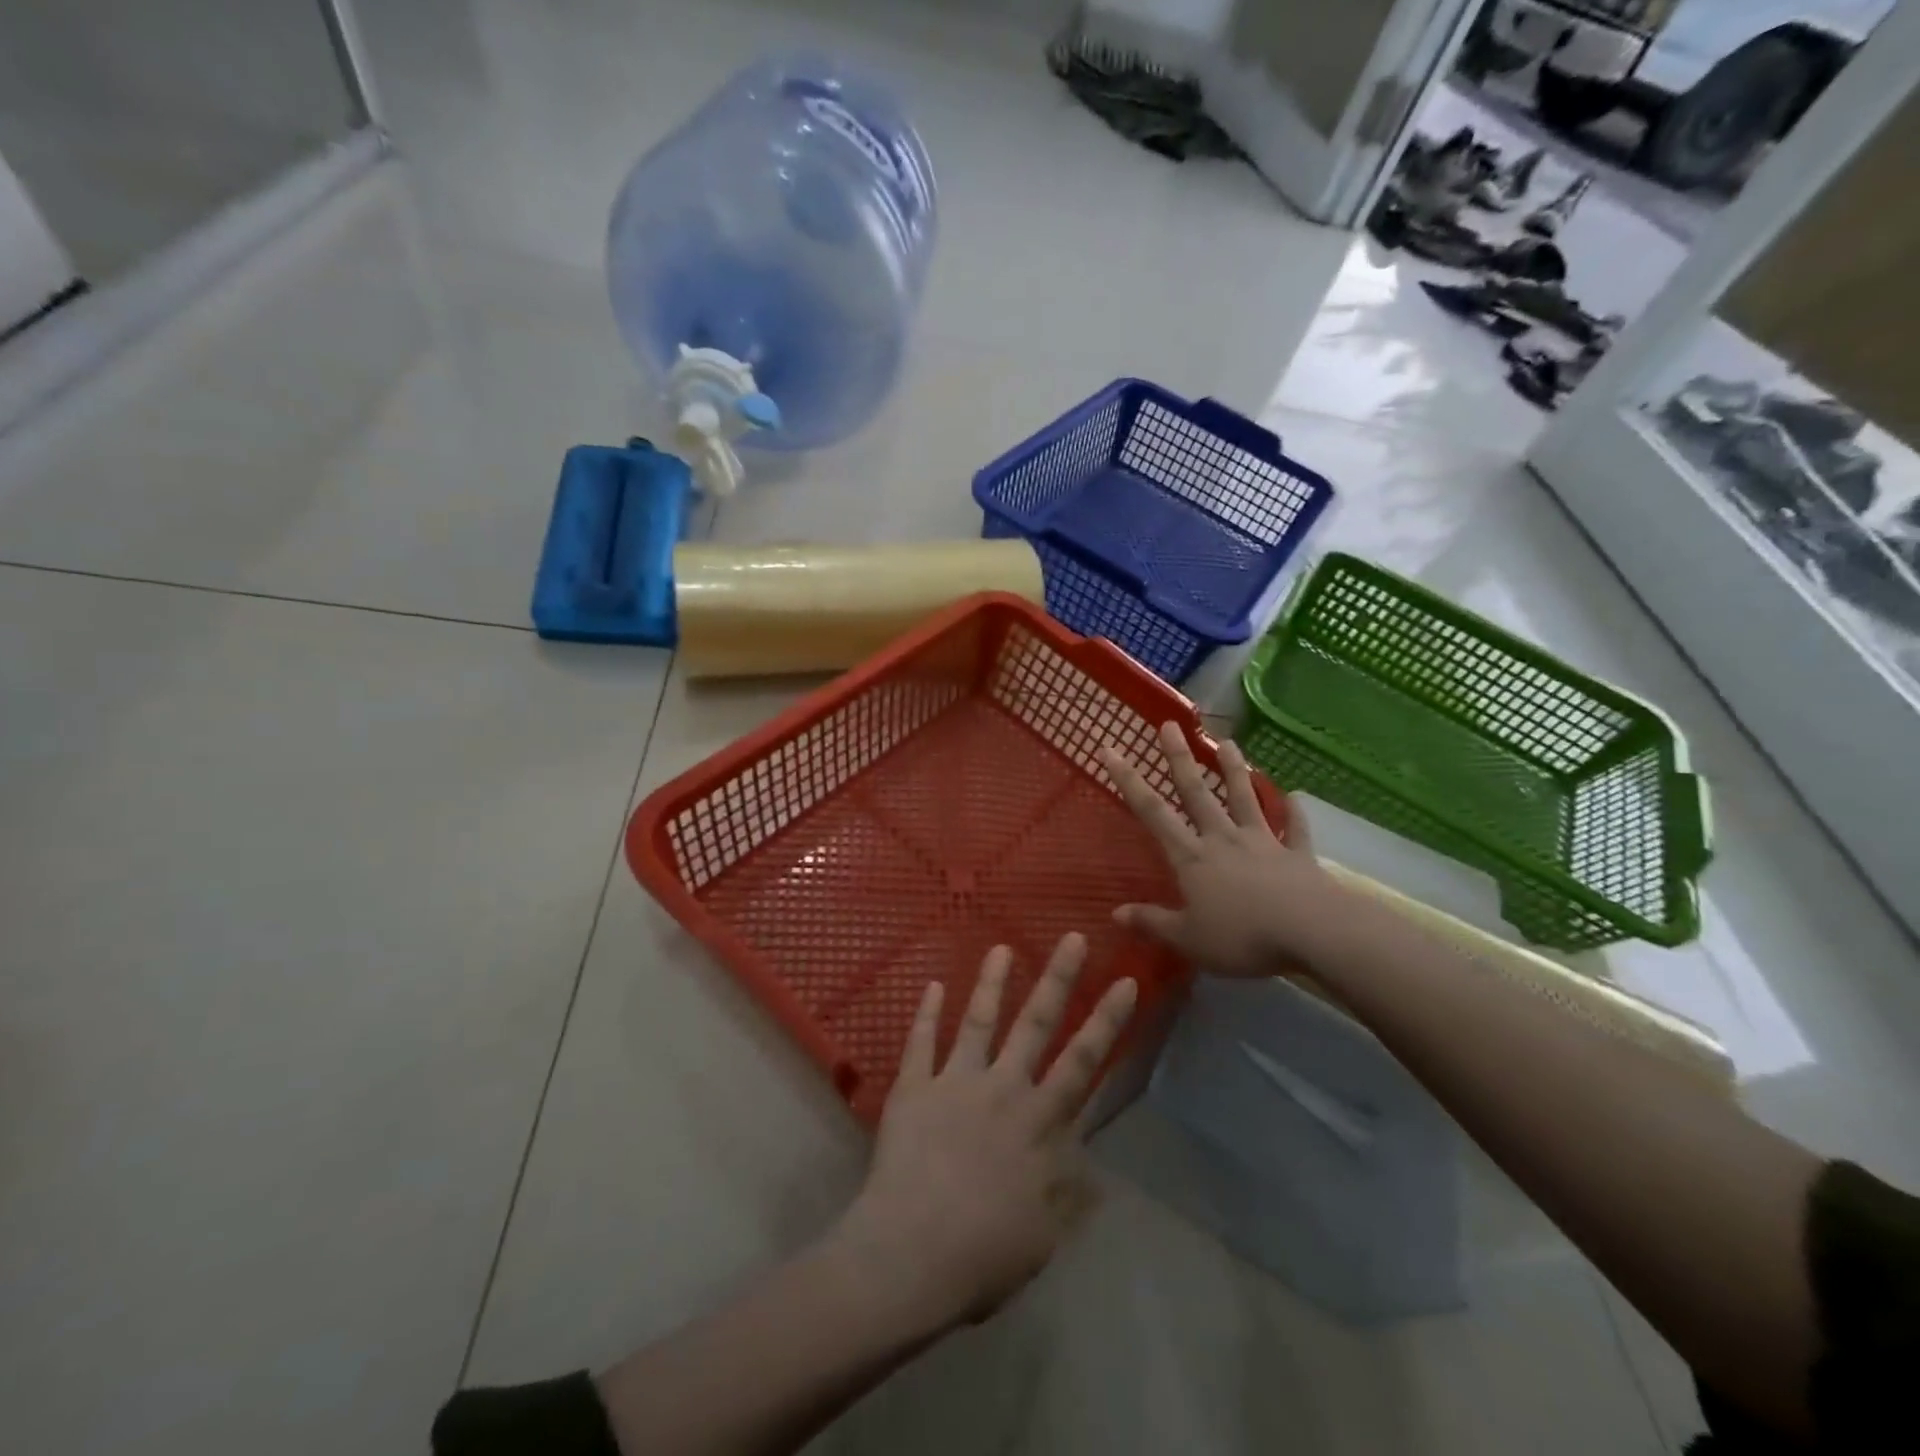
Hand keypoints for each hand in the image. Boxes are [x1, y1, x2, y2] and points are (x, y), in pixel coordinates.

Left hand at [833, 935, 1135, 1330]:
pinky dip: (926, 1013)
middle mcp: (1003, 1089)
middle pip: (1036, 1024)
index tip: (1125, 981)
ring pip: (979, 1020)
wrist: (912, 1253)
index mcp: (1039, 1121)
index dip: (1107, 1021)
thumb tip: (1095, 1170)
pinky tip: (931, 984)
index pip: (1084, 1062)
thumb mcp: (1044, 1235)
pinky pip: (920, 1042)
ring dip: (991, 982)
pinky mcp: (914, 1087)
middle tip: (1073, 937)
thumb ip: (1068, 1195)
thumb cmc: (985, 1253)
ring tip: (1001, 947)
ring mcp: (956, 1082)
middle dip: (1059, 978)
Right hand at [1098, 722, 1332, 975]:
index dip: (1129, 780)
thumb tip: (1115, 914)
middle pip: (1197, 792)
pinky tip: (1296, 796)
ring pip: (1245, 798)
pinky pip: (1296, 829)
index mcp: (1192, 857)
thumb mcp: (1188, 938)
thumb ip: (1152, 922)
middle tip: (1170, 725)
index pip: (1152, 812)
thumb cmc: (1242, 937)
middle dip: (1180, 758)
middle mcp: (1223, 839)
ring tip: (1228, 742)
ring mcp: (1263, 843)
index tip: (1111, 749)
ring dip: (1235, 770)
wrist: (1312, 932)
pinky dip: (1295, 812)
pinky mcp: (1297, 855)